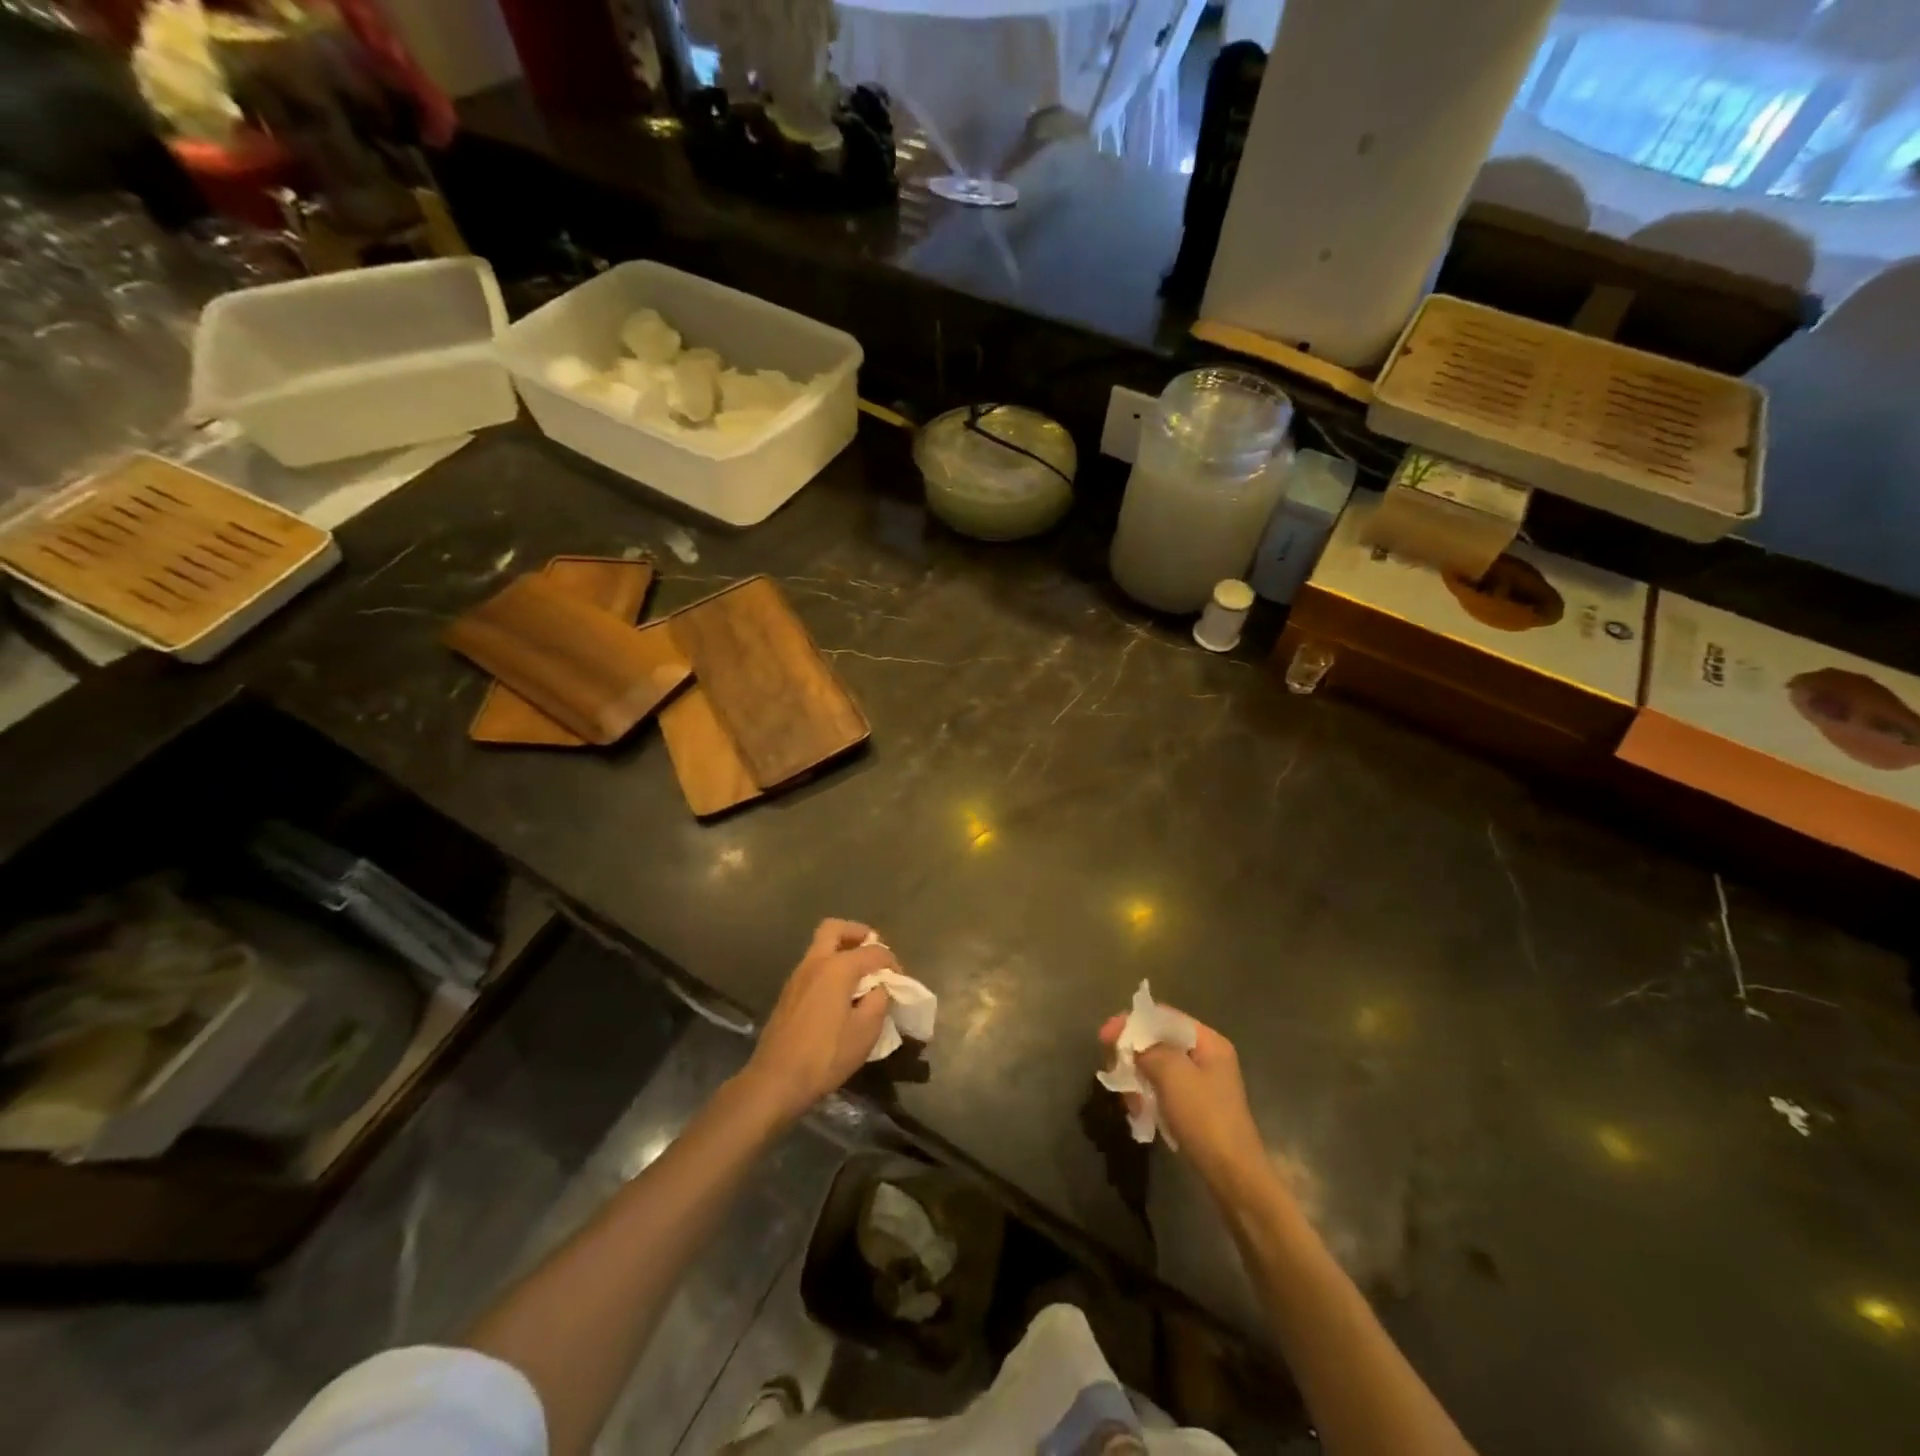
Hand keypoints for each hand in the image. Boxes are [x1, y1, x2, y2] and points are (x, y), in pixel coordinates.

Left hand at [739, 919, 894, 1124]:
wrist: (775, 1080)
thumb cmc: (825, 1056)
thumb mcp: (865, 1032)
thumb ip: (879, 1001)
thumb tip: (878, 988)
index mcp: (837, 967)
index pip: (873, 951)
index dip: (891, 962)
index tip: (900, 981)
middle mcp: (815, 962)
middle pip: (835, 929)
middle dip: (858, 934)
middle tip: (873, 952)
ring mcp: (797, 976)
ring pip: (821, 946)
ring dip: (842, 951)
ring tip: (860, 977)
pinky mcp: (788, 993)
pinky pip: (813, 966)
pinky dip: (830, 968)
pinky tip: (840, 995)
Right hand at [1099, 1009, 1267, 1190]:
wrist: (1233, 1176)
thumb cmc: (1204, 1117)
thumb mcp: (1173, 1074)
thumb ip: (1147, 1048)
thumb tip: (1129, 1042)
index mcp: (1209, 1042)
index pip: (1163, 1017)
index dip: (1131, 1022)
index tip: (1104, 1036)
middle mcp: (1207, 1057)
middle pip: (1159, 1042)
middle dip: (1133, 1054)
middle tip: (1113, 1070)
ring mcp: (1203, 1084)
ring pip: (1158, 1068)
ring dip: (1138, 1079)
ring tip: (1128, 1100)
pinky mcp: (1196, 1109)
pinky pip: (1164, 1091)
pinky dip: (1148, 1097)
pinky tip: (1139, 1112)